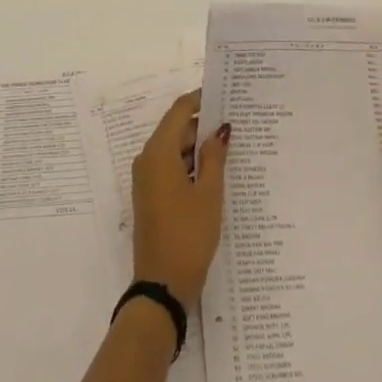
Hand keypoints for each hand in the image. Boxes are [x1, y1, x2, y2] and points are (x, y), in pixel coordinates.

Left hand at [131, 91, 229, 305]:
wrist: (162, 286)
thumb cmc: (188, 235)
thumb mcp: (209, 194)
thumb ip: (215, 157)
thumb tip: (221, 129)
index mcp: (158, 152)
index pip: (179, 111)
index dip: (200, 100)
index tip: (224, 95)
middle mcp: (147, 159)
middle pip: (176, 129)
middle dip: (203, 125)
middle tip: (235, 124)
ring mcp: (146, 179)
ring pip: (174, 150)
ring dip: (198, 147)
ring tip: (231, 147)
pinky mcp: (150, 196)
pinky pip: (170, 167)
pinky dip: (190, 165)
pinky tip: (215, 173)